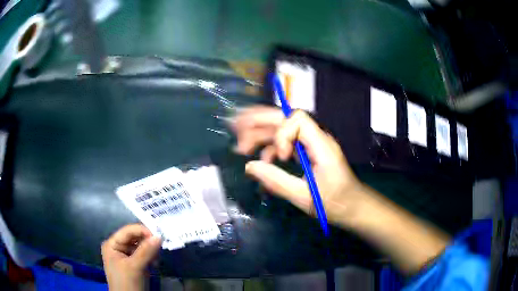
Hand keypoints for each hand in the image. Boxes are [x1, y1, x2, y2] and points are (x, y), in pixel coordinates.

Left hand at [101, 224, 160, 290]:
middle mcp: (118, 247)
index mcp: (112, 244)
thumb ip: (146, 251)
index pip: (128, 231)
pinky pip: (144, 255)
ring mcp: (126, 256)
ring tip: (157, 259)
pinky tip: (155, 264)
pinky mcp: (134, 264)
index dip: (142, 231)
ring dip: (150, 251)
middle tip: (160, 247)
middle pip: (134, 238)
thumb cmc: (126, 283)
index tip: (159, 236)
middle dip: (147, 242)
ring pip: (141, 247)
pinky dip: (151, 257)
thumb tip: (159, 236)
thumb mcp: (135, 267)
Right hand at [232, 106, 365, 225]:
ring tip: (240, 144)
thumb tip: (249, 166)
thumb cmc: (334, 204)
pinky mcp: (306, 152)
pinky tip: (260, 161)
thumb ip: (276, 181)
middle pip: (284, 118)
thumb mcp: (304, 197)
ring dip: (260, 134)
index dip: (282, 132)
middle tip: (235, 126)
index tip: (281, 157)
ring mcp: (310, 144)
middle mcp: (315, 138)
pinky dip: (270, 149)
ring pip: (281, 129)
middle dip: (259, 121)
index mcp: (321, 145)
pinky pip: (284, 143)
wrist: (353, 207)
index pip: (298, 120)